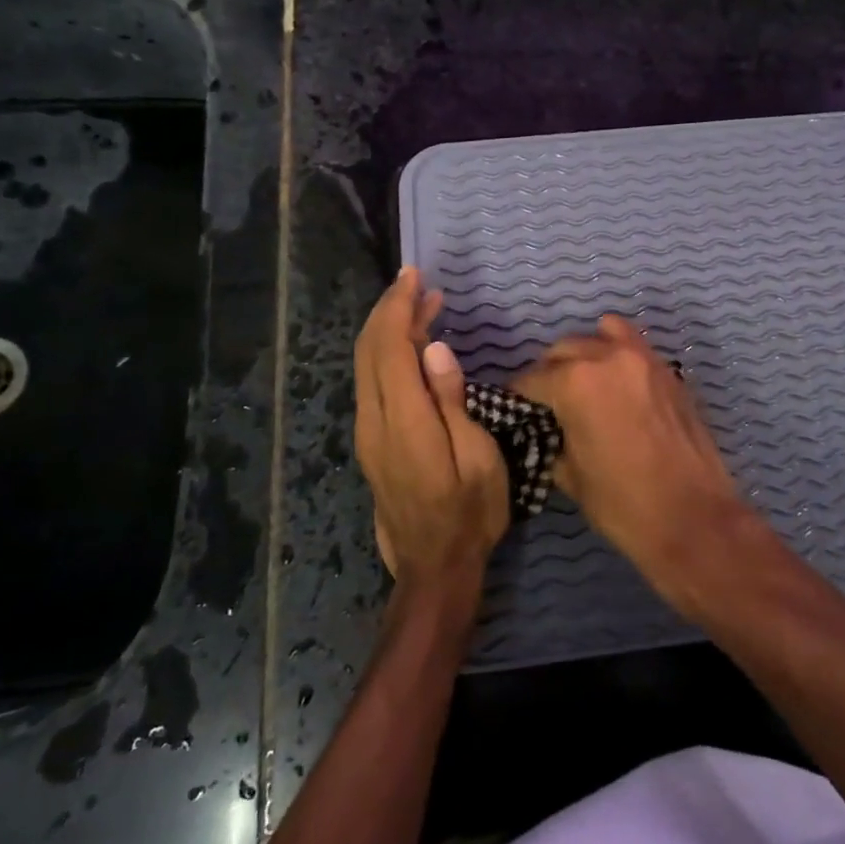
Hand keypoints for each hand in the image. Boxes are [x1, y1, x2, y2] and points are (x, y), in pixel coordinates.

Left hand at [354, 268, 508, 592]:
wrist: (434, 568)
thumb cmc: (471, 513)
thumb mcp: (478, 459)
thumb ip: (452, 402)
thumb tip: (434, 349)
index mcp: (404, 422)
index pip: (390, 348)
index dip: (399, 307)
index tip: (414, 276)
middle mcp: (375, 421)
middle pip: (369, 350)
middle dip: (389, 310)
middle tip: (418, 282)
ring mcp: (368, 433)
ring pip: (366, 365)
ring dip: (388, 329)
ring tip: (422, 305)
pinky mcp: (371, 442)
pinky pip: (371, 382)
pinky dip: (387, 353)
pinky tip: (412, 348)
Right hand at [513, 316, 750, 595]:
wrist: (693, 518)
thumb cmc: (623, 504)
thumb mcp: (570, 477)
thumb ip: (553, 439)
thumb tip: (548, 430)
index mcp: (575, 382)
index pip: (531, 380)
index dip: (518, 397)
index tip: (514, 410)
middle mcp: (607, 357)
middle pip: (563, 350)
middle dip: (549, 372)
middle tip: (547, 402)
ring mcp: (643, 359)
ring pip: (601, 336)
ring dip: (585, 354)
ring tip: (583, 383)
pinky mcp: (669, 371)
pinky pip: (634, 346)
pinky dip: (618, 354)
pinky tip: (616, 383)